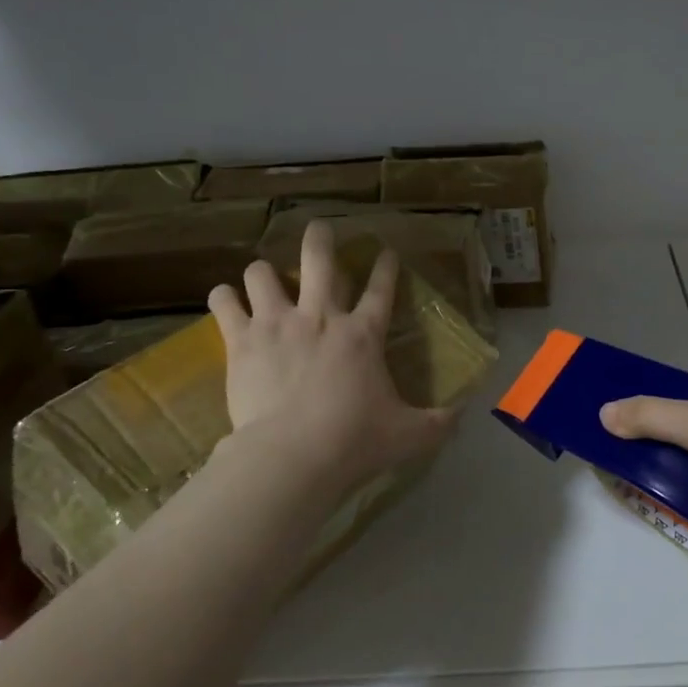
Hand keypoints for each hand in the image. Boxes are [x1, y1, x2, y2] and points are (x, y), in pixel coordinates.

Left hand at [208, 221, 459, 491]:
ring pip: (263, 272)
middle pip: (319, 259)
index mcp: (363, 335)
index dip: (385, 266)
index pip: (381, 289)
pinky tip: (227, 301)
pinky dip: (225, 298)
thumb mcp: (409, 435)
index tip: (385, 250)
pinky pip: (224, 301)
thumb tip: (463, 416)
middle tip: (319, 230)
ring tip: (264, 280)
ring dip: (264, 273)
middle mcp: (320, 316)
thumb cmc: (354, 440)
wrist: (292, 456)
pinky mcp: (242, 340)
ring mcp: (278, 323)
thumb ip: (438, 423)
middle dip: (320, 238)